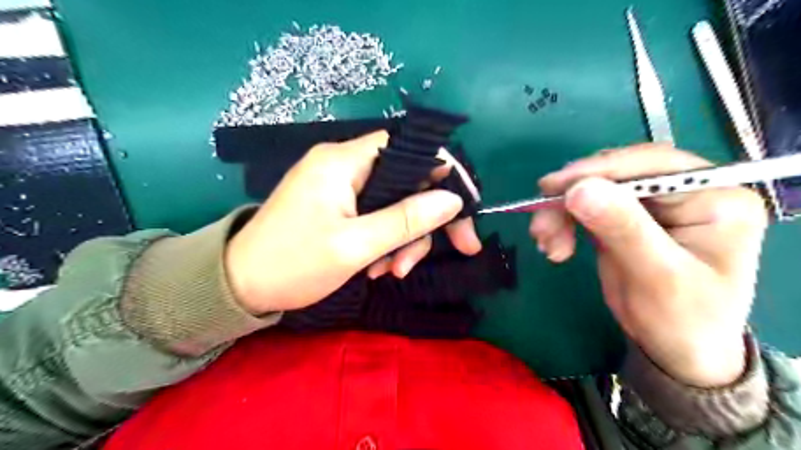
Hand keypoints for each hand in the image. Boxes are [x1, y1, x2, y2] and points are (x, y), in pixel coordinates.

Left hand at [225, 132, 480, 316]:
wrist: (239, 285)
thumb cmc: (292, 263)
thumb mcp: (355, 246)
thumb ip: (406, 219)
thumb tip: (453, 201)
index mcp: (343, 161)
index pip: (410, 149)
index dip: (443, 174)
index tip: (461, 211)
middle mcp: (344, 164)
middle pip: (406, 180)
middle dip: (422, 221)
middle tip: (433, 257)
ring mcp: (340, 185)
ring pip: (394, 203)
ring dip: (402, 239)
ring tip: (389, 272)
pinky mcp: (337, 204)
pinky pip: (376, 215)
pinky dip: (385, 241)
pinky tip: (375, 267)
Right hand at [531, 144, 764, 385]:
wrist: (675, 350)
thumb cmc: (683, 320)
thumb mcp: (657, 276)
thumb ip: (623, 229)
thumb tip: (579, 189)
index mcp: (714, 196)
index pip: (652, 165)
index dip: (599, 171)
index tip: (554, 188)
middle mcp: (684, 192)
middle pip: (617, 175)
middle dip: (573, 197)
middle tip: (541, 224)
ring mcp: (651, 205)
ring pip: (594, 189)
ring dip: (561, 212)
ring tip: (546, 243)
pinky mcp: (625, 218)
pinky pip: (585, 207)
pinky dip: (563, 222)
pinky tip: (553, 244)